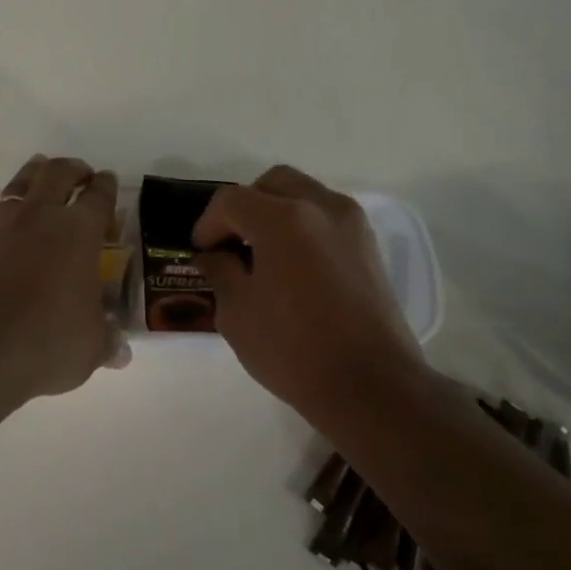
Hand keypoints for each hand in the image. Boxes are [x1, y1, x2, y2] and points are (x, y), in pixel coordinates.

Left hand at [0, 154, 125, 404]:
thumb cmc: (48, 343)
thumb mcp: (91, 346)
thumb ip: (107, 340)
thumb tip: (121, 352)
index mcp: (80, 233)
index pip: (99, 197)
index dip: (107, 186)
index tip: (108, 182)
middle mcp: (41, 218)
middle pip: (58, 174)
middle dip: (73, 169)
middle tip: (82, 175)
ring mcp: (3, 228)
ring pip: (19, 184)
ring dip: (33, 173)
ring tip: (41, 170)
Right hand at [192, 166, 427, 420]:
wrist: (369, 385)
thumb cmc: (292, 349)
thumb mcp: (237, 312)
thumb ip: (220, 272)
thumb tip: (213, 255)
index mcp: (282, 219)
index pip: (231, 200)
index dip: (207, 223)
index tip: (201, 253)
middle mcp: (321, 207)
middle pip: (272, 183)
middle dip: (244, 207)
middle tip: (230, 243)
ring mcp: (352, 224)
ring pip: (304, 195)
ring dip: (276, 213)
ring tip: (261, 255)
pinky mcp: (369, 246)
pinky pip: (326, 218)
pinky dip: (303, 227)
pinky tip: (292, 266)